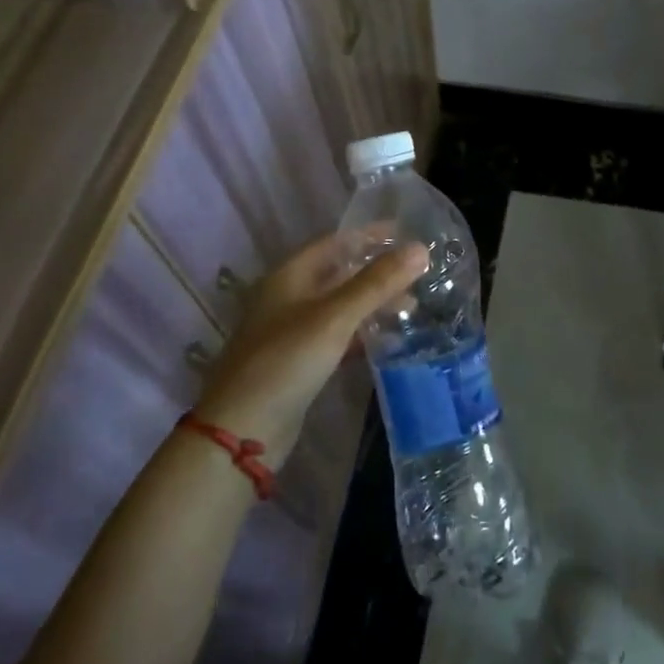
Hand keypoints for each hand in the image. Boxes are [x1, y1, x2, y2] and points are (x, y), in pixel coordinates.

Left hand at [194, 234, 427, 455]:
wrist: (242, 430)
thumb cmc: (286, 361)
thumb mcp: (335, 317)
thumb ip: (377, 283)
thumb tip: (421, 248)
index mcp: (289, 277)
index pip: (335, 242)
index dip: (369, 236)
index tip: (406, 233)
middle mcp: (288, 298)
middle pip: (339, 274)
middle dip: (378, 273)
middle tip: (418, 275)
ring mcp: (292, 332)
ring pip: (341, 307)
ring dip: (373, 304)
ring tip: (411, 307)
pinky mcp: (299, 362)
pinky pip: (337, 336)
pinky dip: (362, 333)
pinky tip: (387, 340)